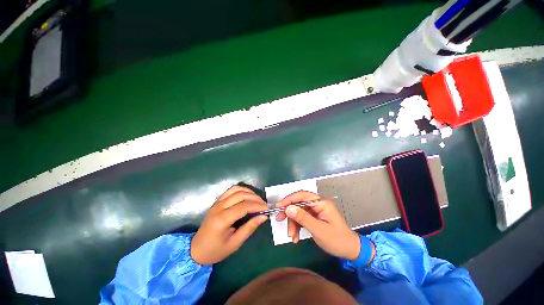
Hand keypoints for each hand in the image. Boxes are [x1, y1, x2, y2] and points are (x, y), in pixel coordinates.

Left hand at [191, 186, 267, 264]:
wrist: (196, 250)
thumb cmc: (215, 250)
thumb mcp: (235, 243)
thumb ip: (249, 228)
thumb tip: (263, 217)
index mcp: (222, 219)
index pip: (244, 206)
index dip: (257, 206)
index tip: (267, 208)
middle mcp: (219, 207)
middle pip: (241, 195)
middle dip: (255, 198)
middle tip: (264, 205)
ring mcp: (217, 202)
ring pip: (236, 189)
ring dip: (249, 192)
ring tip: (257, 199)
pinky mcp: (217, 201)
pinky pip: (231, 190)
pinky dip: (241, 190)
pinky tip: (247, 196)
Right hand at [276, 191, 360, 259]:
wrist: (349, 250)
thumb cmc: (337, 240)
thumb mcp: (318, 230)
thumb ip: (303, 218)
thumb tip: (288, 208)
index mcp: (321, 203)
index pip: (302, 195)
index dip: (289, 199)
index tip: (279, 206)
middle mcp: (318, 204)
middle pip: (299, 203)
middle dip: (289, 212)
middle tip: (279, 219)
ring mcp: (316, 210)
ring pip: (299, 212)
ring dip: (293, 223)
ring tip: (291, 236)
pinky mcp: (314, 217)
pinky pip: (302, 218)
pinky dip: (297, 226)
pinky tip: (296, 237)